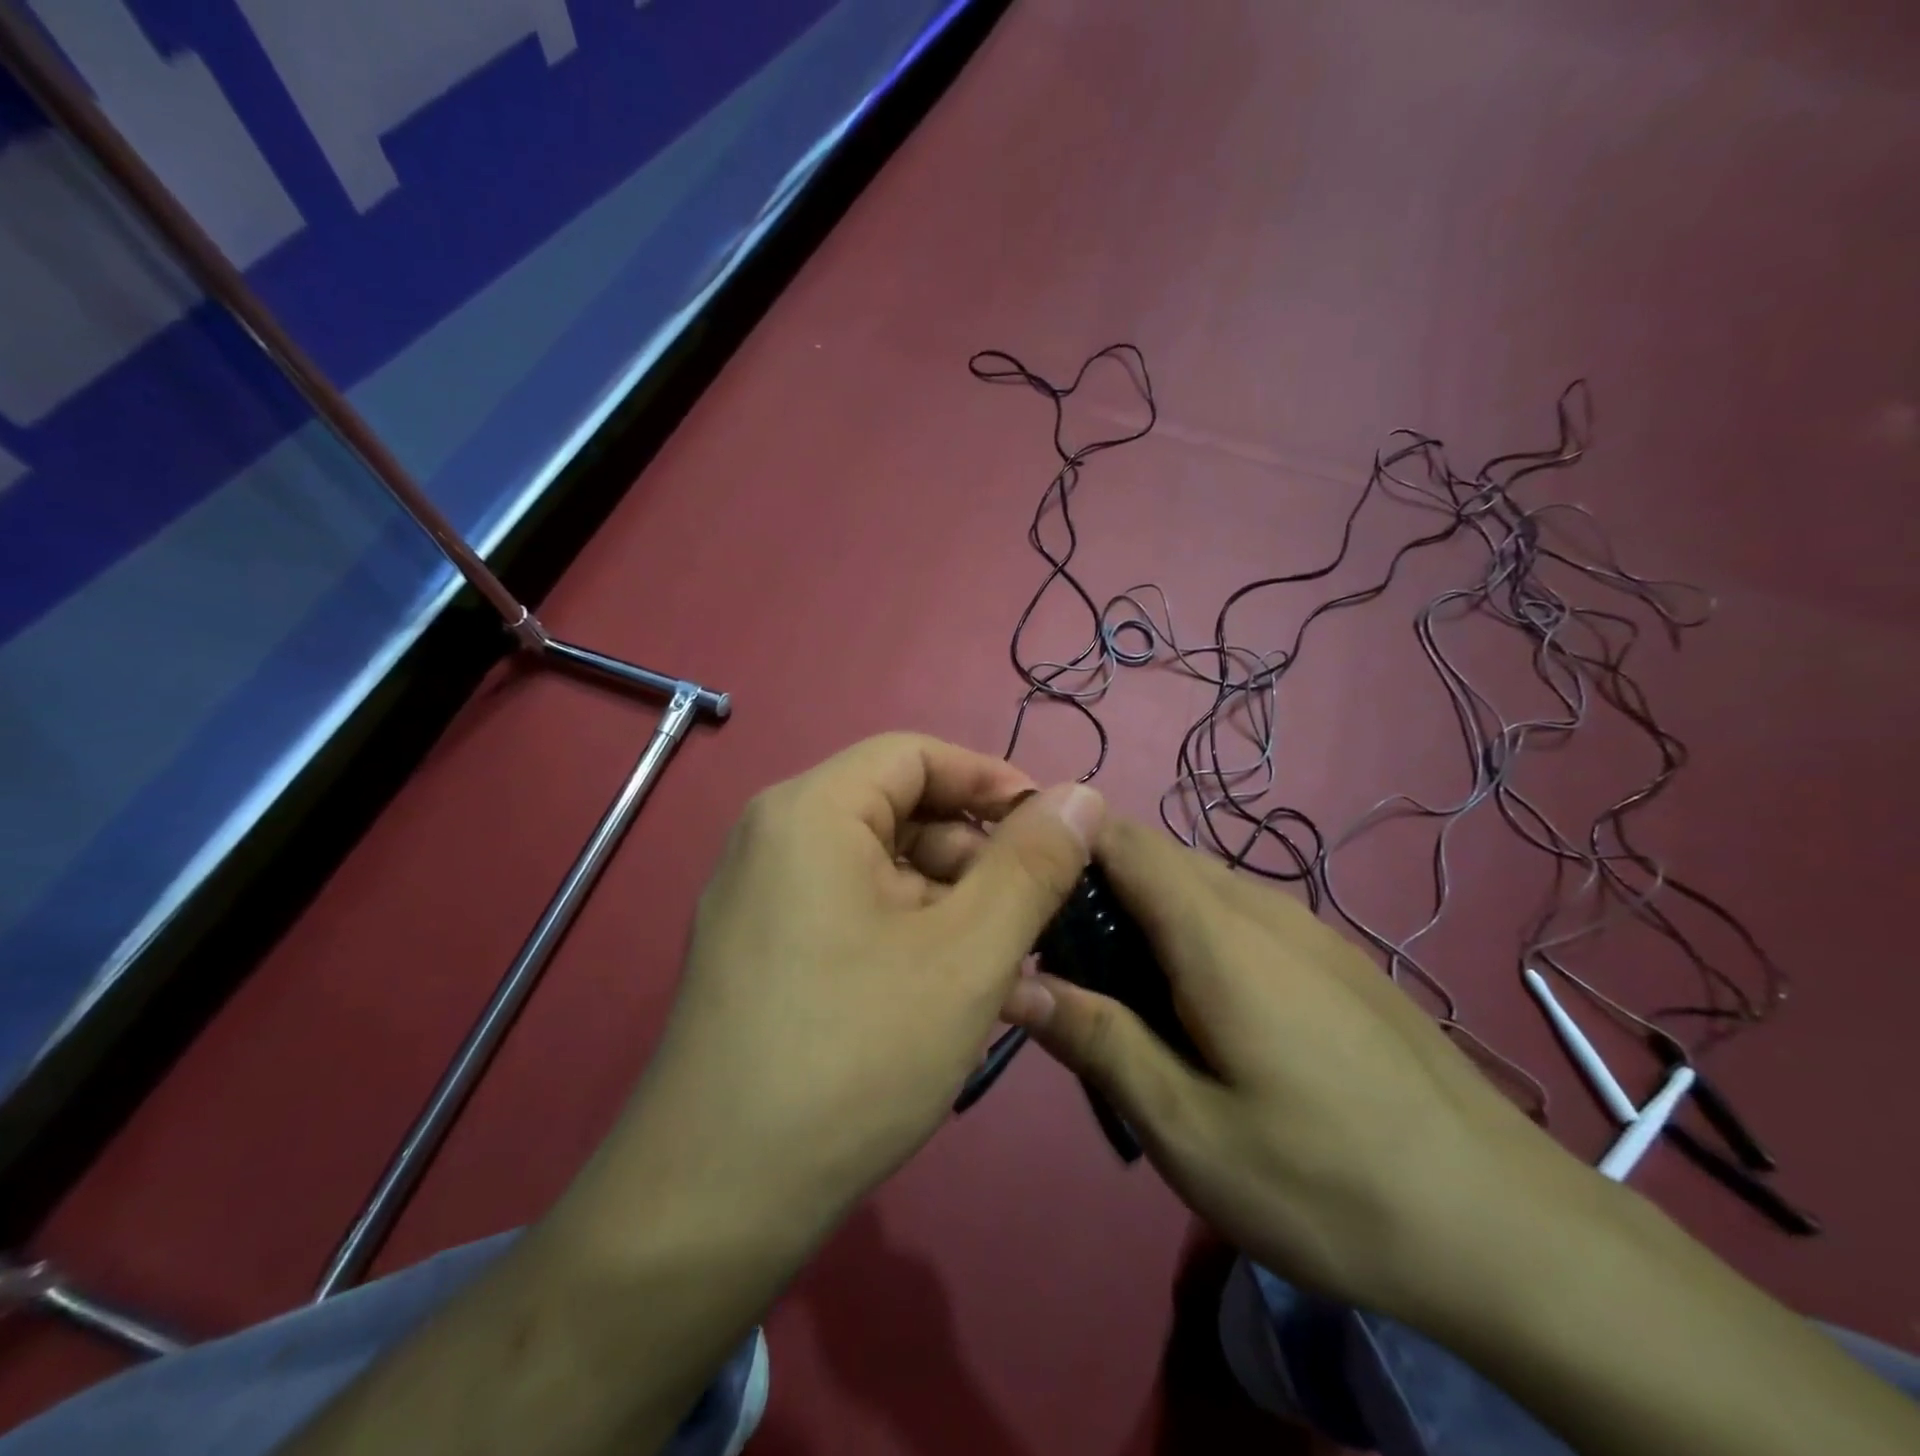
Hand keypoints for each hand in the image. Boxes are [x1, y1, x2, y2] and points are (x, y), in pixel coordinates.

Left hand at [601, 734, 1103, 1240]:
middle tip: (1034, 920)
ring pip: (881, 869)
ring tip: (1002, 971)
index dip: (992, 781)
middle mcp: (775, 837)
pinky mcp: (760, 950)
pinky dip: (909, 935)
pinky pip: (852, 912)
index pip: (916, 755)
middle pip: (899, 812)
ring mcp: (760, 897)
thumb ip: (1033, 864)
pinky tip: (950, 995)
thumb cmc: (854, 1056)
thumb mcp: (967, 953)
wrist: (715, 1202)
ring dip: (950, 905)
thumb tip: (1082, 795)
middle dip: (976, 856)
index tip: (1055, 831)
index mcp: (811, 811)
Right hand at [1001, 815, 1569, 1320]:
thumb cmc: (1328, 1181)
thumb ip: (1097, 1041)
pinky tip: (1198, 1006)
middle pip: (1155, 854)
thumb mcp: (1188, 1130)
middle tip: (1059, 956)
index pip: (1120, 837)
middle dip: (1094, 882)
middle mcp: (1260, 905)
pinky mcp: (1333, 955)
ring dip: (1143, 909)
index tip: (1018, 882)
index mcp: (1215, 932)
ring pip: (1197, 882)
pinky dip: (1190, 929)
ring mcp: (1306, 926)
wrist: (1507, 1226)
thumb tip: (1015, 978)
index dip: (1061, 839)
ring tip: (1121, 988)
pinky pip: (1238, 912)